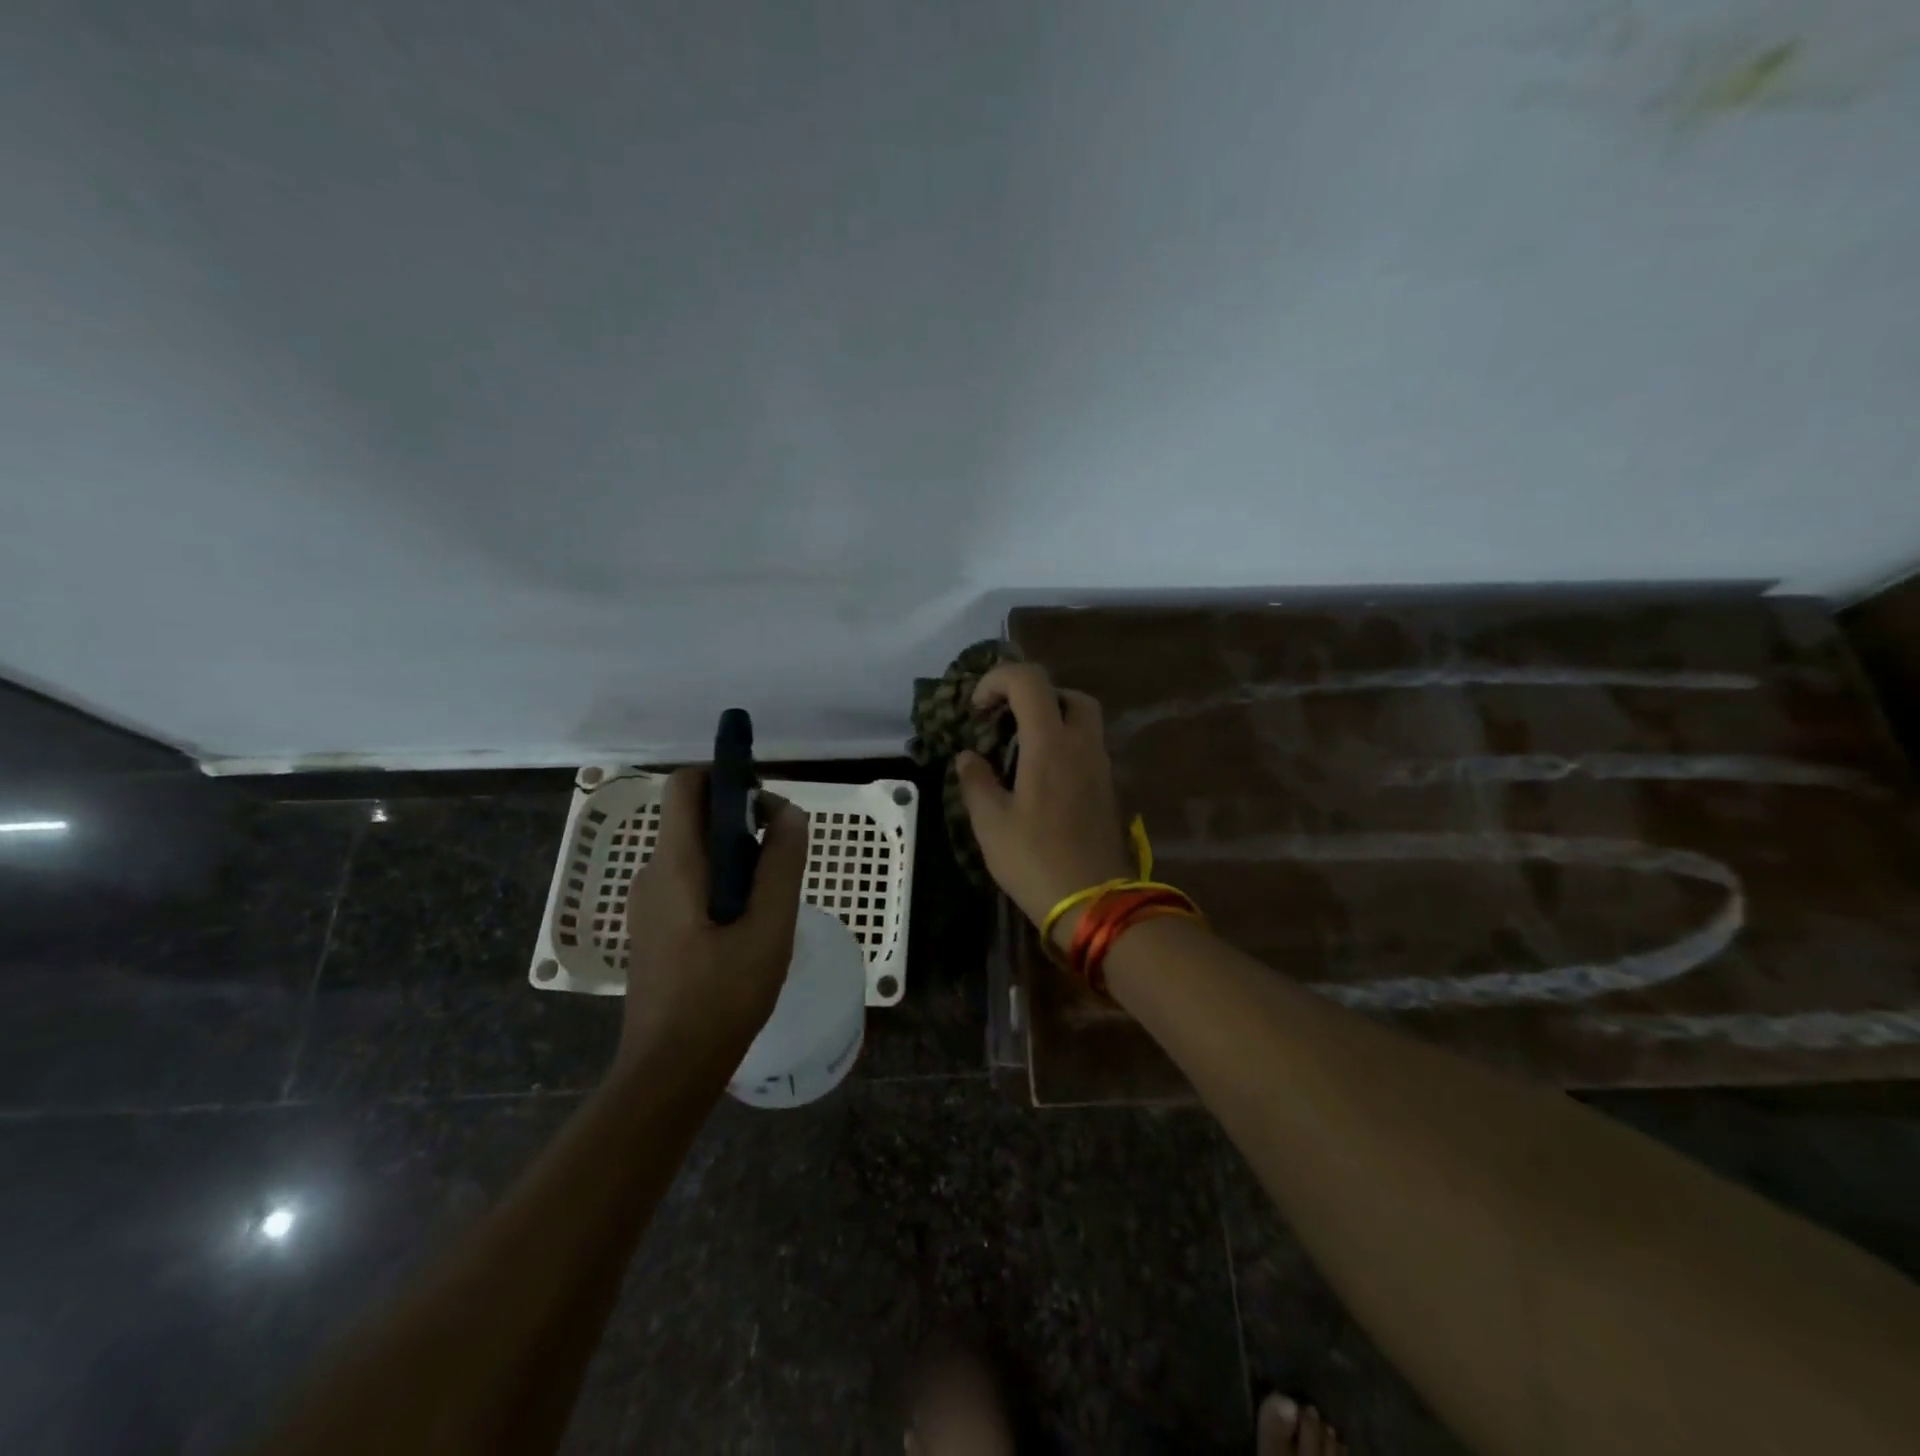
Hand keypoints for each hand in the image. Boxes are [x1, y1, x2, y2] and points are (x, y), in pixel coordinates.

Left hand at [621, 767, 807, 1067]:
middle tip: (782, 851)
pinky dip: (722, 881)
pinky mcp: (654, 929)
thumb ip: (782, 864)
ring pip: (695, 852)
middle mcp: (653, 874)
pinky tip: (749, 922)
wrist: (670, 1069)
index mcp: (676, 865)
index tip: (766, 799)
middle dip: (740, 818)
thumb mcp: (769, 927)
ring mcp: (649, 904)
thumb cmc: (722, 995)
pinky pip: (690, 881)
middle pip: (693, 817)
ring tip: (772, 894)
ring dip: (736, 853)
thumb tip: (790, 813)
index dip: (725, 775)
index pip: (686, 786)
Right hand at [955, 663, 1133, 948]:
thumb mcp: (991, 824)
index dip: (997, 680)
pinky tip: (1037, 778)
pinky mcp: (1107, 789)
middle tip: (1004, 722)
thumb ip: (976, 781)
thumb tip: (968, 756)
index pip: (1030, 681)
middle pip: (1066, 694)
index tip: (976, 710)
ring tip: (1017, 750)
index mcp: (1051, 744)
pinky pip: (1086, 748)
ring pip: (1082, 720)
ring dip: (1049, 720)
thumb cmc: (1035, 861)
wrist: (1094, 903)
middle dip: (1032, 696)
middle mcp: (1082, 745)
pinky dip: (1062, 745)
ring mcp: (1100, 767)